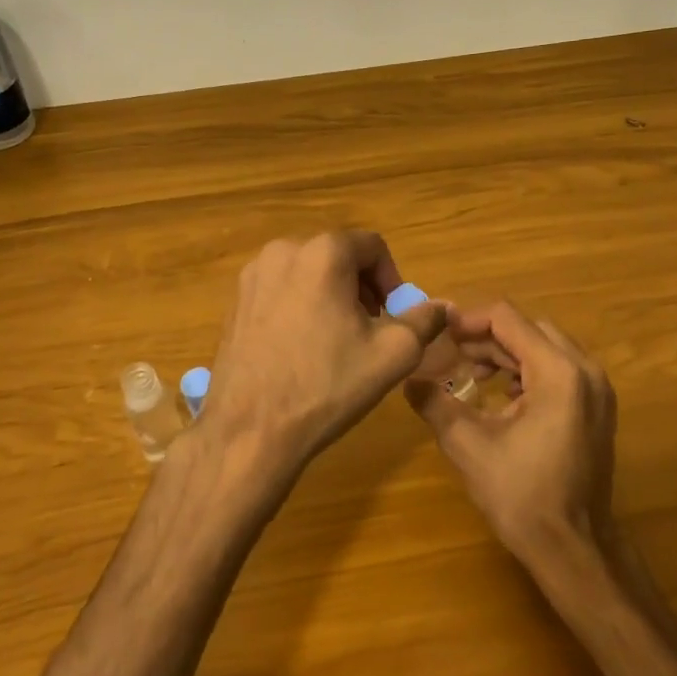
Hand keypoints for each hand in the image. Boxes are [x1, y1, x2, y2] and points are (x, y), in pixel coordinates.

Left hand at [200, 232, 447, 490]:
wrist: (252, 429)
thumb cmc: (328, 385)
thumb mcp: (393, 354)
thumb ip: (424, 320)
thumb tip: (442, 306)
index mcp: (323, 252)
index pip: (372, 246)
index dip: (392, 279)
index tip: (395, 316)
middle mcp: (283, 250)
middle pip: (338, 256)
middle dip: (361, 287)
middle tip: (371, 329)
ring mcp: (252, 276)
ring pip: (308, 272)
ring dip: (331, 296)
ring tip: (337, 340)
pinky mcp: (235, 301)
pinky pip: (280, 290)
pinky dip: (300, 307)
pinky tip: (303, 349)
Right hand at [405, 301, 617, 564]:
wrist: (574, 548)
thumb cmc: (521, 495)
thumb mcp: (467, 445)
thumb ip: (434, 403)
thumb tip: (408, 378)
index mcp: (558, 372)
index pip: (507, 319)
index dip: (468, 320)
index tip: (439, 334)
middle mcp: (585, 370)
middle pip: (529, 328)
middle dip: (487, 338)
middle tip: (452, 356)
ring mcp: (597, 389)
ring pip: (545, 347)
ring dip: (507, 353)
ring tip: (473, 375)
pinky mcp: (598, 408)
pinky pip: (560, 369)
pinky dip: (528, 371)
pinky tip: (503, 397)